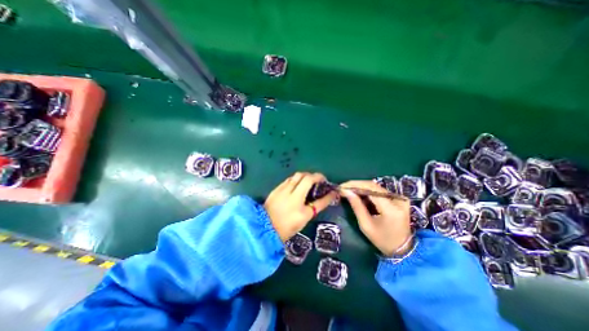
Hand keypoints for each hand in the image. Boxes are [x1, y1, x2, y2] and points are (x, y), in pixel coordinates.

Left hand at [264, 173, 337, 239]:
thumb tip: (326, 197)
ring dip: (305, 176)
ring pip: (296, 176)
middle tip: (318, 181)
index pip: (318, 198)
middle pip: (305, 177)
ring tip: (308, 182)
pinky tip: (296, 185)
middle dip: (315, 176)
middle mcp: (291, 195)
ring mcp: (282, 190)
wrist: (264, 228)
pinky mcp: (276, 189)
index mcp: (300, 206)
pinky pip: (289, 179)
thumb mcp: (304, 218)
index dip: (328, 193)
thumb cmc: (286, 227)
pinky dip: (296, 179)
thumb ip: (315, 206)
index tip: (332, 189)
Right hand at [338, 181, 409, 255]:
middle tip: (343, 188)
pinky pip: (379, 191)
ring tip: (349, 191)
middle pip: (373, 186)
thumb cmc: (382, 240)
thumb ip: (356, 206)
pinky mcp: (399, 199)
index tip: (342, 186)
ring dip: (361, 188)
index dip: (355, 185)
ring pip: (375, 187)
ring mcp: (400, 198)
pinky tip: (359, 195)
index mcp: (391, 208)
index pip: (370, 188)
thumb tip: (346, 191)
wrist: (403, 248)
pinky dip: (368, 192)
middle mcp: (398, 199)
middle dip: (356, 185)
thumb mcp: (366, 225)